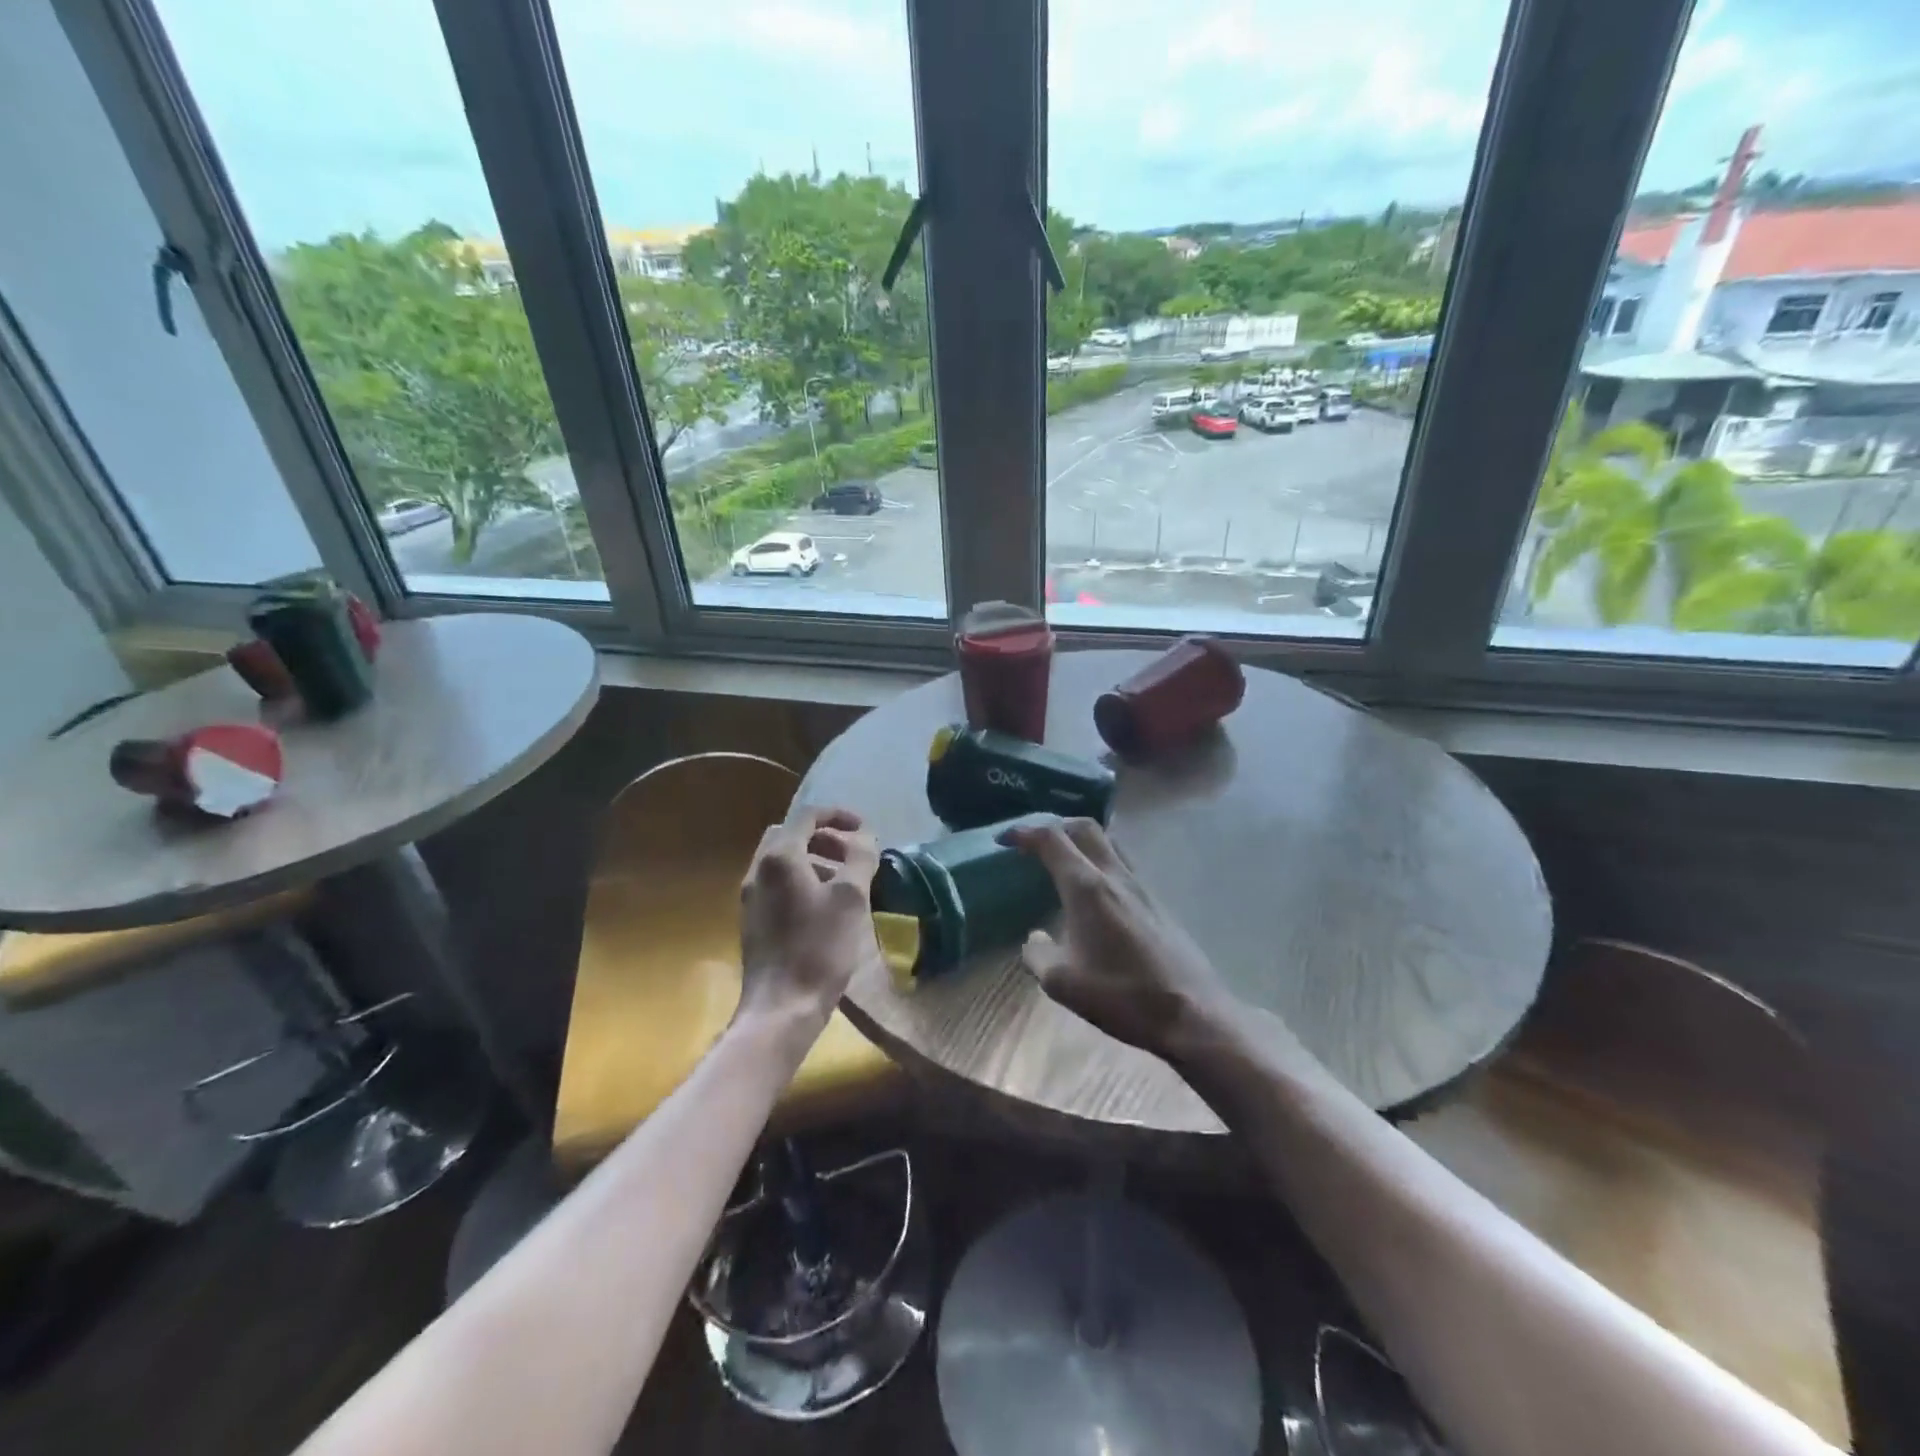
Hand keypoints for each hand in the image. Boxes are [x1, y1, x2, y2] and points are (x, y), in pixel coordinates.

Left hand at [737, 806, 881, 1034]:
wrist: (780, 1008)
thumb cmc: (818, 948)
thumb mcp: (851, 899)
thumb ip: (860, 858)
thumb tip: (865, 836)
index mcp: (780, 857)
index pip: (807, 816)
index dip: (838, 814)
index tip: (864, 828)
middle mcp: (758, 870)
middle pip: (790, 835)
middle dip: (823, 837)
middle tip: (851, 853)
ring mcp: (750, 897)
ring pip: (781, 861)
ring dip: (813, 859)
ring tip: (844, 881)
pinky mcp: (753, 921)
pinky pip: (777, 885)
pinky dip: (801, 881)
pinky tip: (824, 908)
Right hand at [1004, 817, 1239, 1061]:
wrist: (1192, 1013)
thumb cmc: (1122, 995)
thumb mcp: (1063, 983)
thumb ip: (1038, 955)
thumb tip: (1033, 939)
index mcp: (1087, 887)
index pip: (1052, 839)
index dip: (1024, 832)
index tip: (1004, 840)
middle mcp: (1114, 875)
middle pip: (1084, 828)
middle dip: (1054, 826)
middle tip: (1033, 844)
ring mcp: (1141, 886)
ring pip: (1107, 843)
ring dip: (1080, 842)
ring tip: (1062, 862)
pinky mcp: (1157, 901)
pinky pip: (1122, 864)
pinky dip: (1099, 862)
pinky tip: (1093, 894)